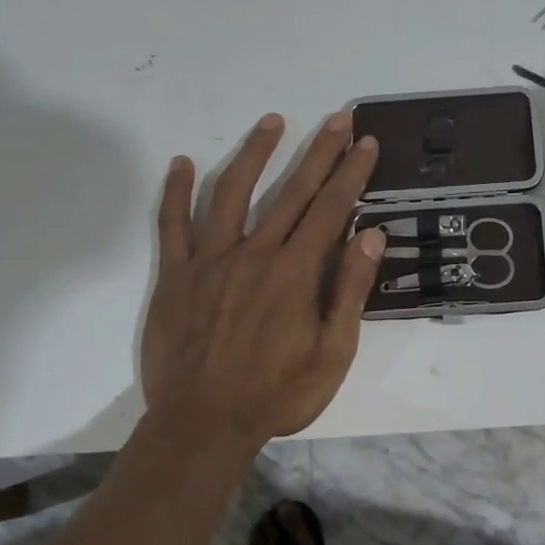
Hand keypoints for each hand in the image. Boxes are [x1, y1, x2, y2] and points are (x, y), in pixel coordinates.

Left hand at [141, 111, 384, 450]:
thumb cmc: (277, 394)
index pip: (331, 208)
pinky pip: (173, 225)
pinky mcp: (175, 274)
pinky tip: (181, 162)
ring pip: (232, 191)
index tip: (365, 142)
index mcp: (296, 272)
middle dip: (320, 152)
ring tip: (273, 121)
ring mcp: (211, 259)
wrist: (203, 424)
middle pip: (292, 191)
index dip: (351, 173)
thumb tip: (371, 235)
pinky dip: (175, 192)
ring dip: (255, 153)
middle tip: (338, 119)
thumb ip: (350, 291)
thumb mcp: (332, 353)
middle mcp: (255, 252)